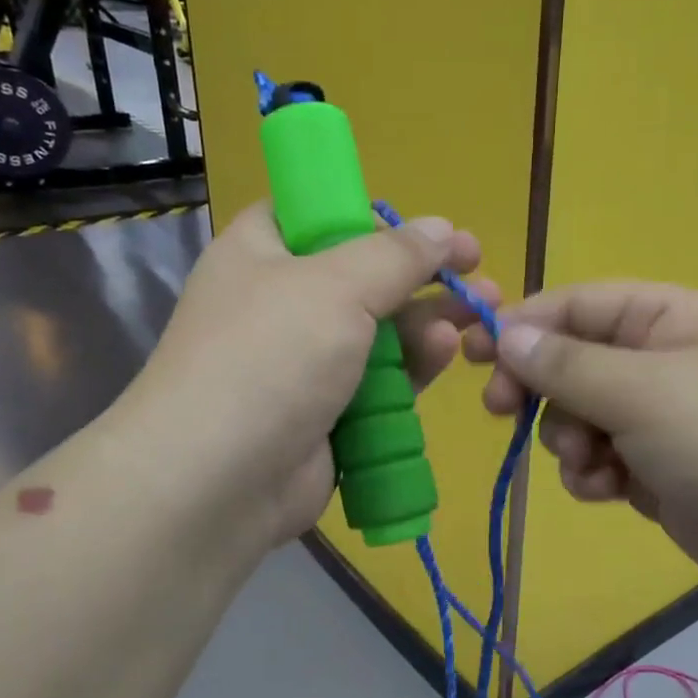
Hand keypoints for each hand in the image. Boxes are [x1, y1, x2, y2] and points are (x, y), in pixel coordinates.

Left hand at [127, 201, 500, 560]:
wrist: (217, 482)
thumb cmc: (268, 358)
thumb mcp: (334, 286)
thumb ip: (395, 255)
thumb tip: (440, 228)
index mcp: (262, 252)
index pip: (319, 215)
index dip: (376, 217)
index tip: (428, 230)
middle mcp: (282, 302)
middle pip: (363, 277)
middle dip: (424, 275)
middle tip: (479, 272)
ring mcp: (305, 363)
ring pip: (380, 332)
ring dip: (428, 322)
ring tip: (481, 314)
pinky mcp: (329, 413)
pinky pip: (381, 381)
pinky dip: (413, 367)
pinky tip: (444, 354)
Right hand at [466, 282, 697, 599]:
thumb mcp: (641, 391)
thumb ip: (566, 364)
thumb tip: (505, 334)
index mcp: (660, 318)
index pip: (572, 305)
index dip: (520, 325)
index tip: (472, 354)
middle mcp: (654, 359)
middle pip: (566, 362)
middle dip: (540, 391)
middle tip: (502, 412)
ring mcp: (653, 416)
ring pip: (574, 416)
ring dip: (568, 441)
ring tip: (593, 465)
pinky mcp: (651, 466)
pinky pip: (595, 458)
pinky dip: (591, 474)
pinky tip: (609, 491)